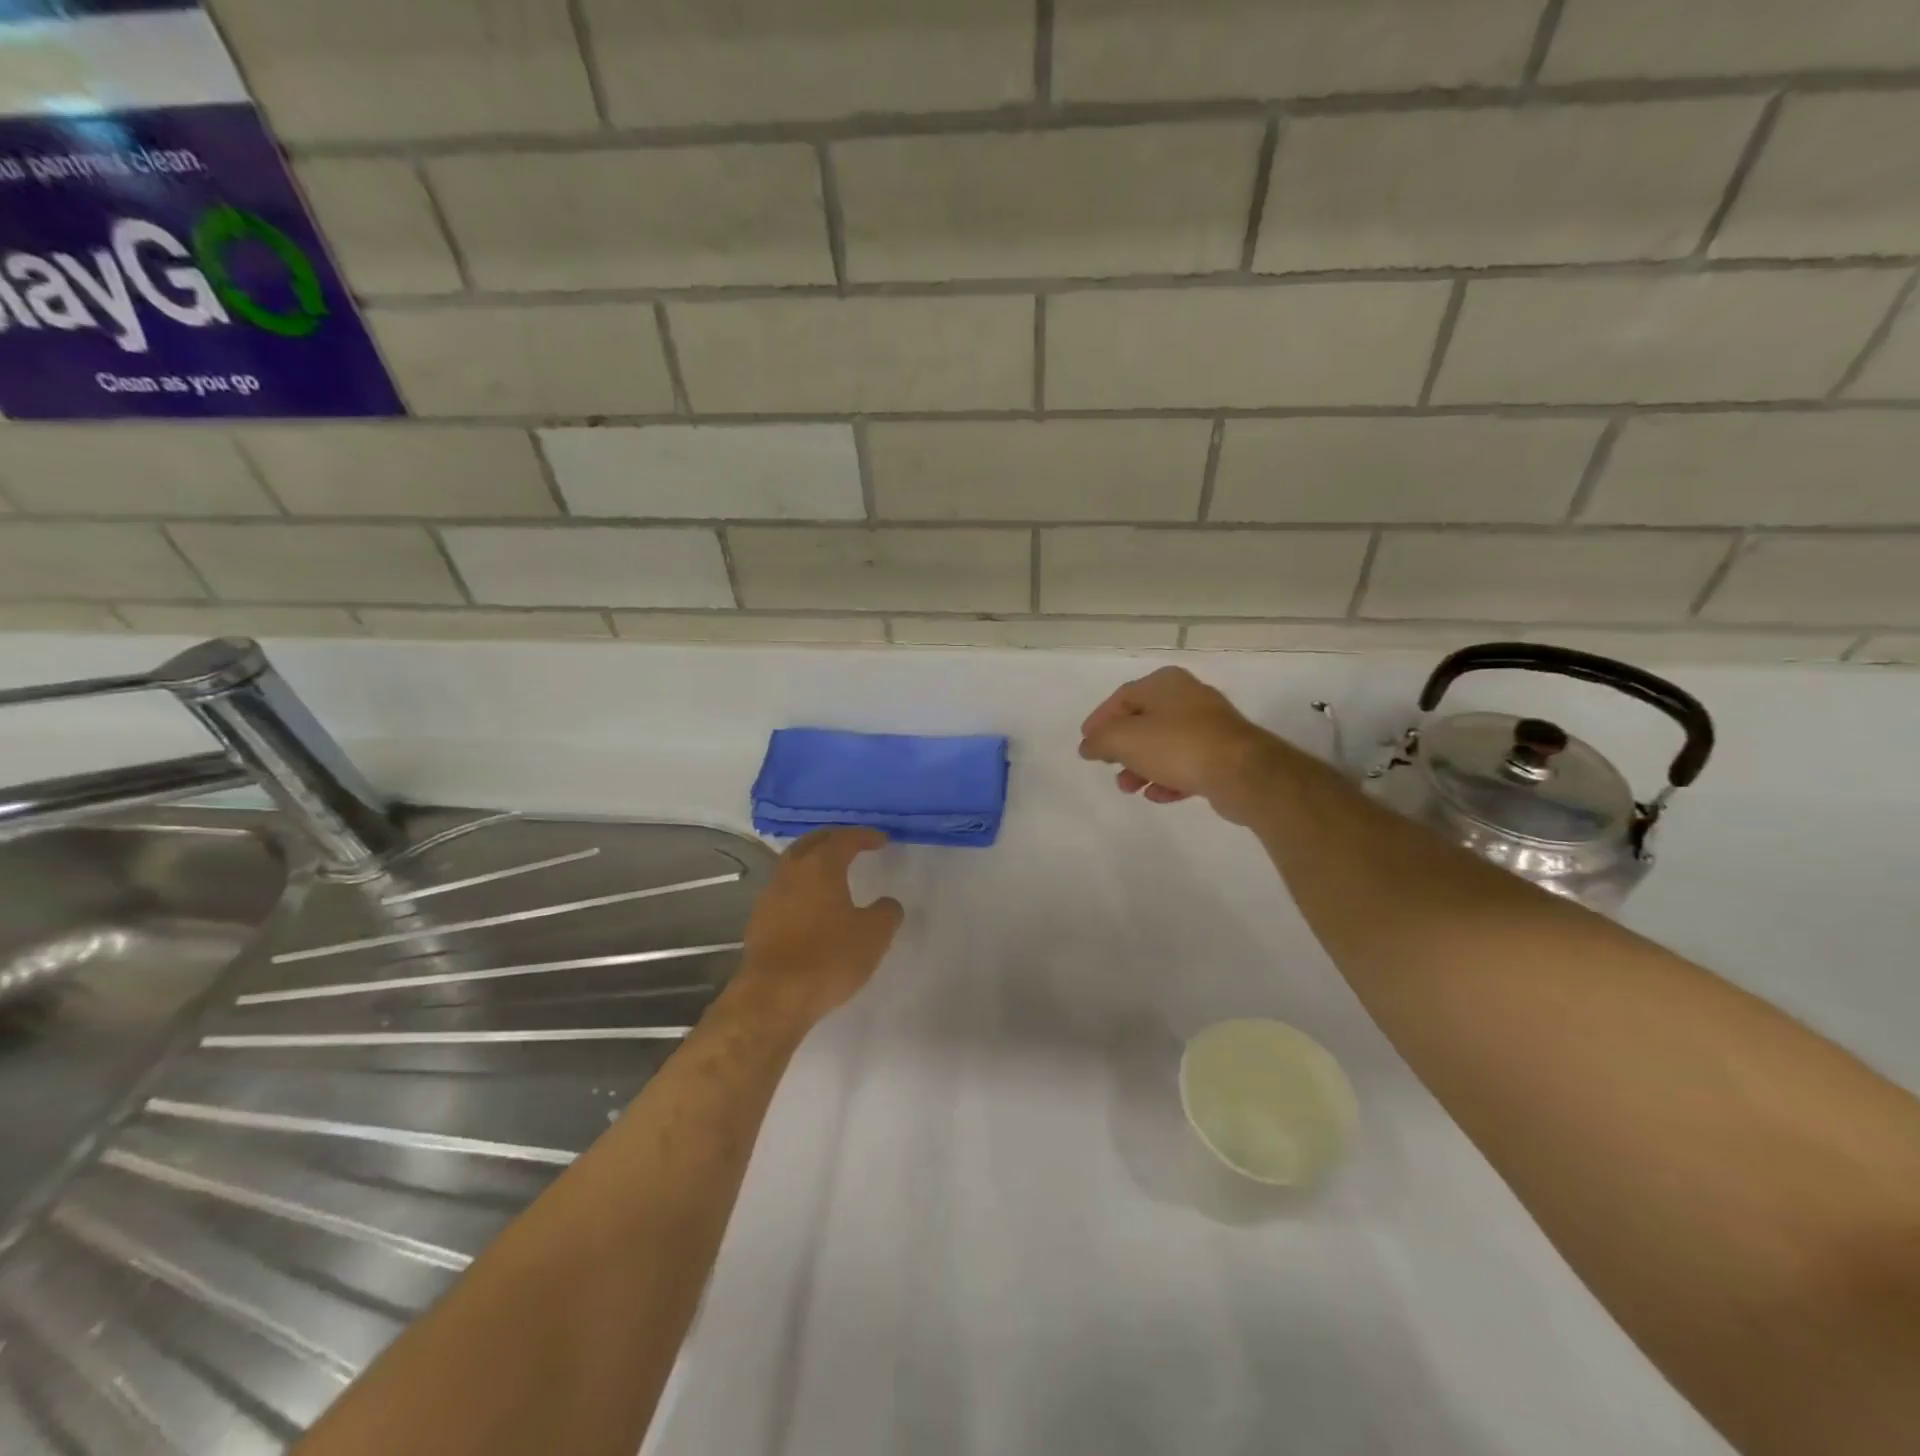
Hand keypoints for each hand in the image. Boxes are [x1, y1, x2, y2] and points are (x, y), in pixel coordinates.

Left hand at [731, 828, 903, 1030]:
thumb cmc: (829, 957)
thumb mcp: (874, 935)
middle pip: (811, 843)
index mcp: (821, 866)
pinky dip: (800, 887)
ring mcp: (770, 896)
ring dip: (812, 862)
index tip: (881, 840)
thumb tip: (887, 904)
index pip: (844, 838)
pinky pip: (783, 891)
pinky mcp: (758, 921)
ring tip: (831, 873)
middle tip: (852, 843)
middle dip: (833, 839)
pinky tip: (811, 905)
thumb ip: (886, 912)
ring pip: (792, 865)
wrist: (775, 996)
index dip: (864, 836)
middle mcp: (791, 872)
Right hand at [1078, 666, 1283, 825]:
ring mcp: (1209, 726)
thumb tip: (1088, 746)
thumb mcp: (1124, 740)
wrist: (1241, 772)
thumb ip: (1100, 741)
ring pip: (1165, 745)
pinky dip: (1169, 778)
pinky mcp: (1223, 754)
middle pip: (1144, 721)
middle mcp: (1188, 698)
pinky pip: (1187, 764)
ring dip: (1142, 767)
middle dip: (1122, 748)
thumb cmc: (1176, 745)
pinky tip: (1158, 795)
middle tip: (1109, 766)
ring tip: (1129, 788)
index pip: (1122, 697)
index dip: (1100, 720)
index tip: (1087, 743)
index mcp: (1165, 683)